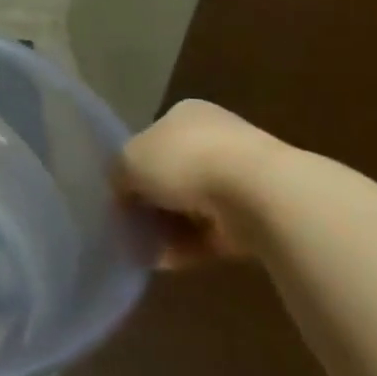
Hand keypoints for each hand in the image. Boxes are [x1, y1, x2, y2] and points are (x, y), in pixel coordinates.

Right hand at [115, 100, 280, 267]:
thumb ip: (118, 175)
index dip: (132, 166)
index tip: (118, 192)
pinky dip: (188, 247)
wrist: (258, 194)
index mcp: (186, 114)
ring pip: (191, 206)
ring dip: (166, 228)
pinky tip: (164, 261)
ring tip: (141, 248)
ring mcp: (240, 177)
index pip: (151, 139)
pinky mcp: (255, 215)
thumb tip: (121, 192)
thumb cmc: (184, 161)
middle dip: (150, 202)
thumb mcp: (128, 161)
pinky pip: (212, 233)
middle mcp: (215, 139)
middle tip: (128, 223)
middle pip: (171, 174)